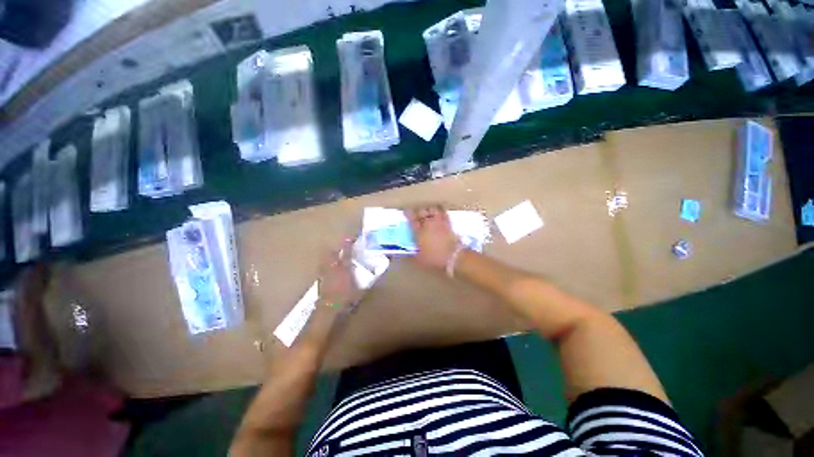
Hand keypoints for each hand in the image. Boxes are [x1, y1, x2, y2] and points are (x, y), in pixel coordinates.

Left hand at [316, 239, 361, 313]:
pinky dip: (324, 264)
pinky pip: (321, 268)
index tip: (349, 238)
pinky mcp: (320, 279)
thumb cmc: (346, 299)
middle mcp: (334, 269)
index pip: (347, 255)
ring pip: (325, 260)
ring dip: (328, 255)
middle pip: (332, 254)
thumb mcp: (359, 292)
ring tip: (330, 252)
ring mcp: (325, 274)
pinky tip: (325, 266)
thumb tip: (374, 279)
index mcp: (345, 270)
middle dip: (335, 248)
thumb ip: (365, 284)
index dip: (348, 245)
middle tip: (338, 245)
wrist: (328, 308)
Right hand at [407, 204, 460, 269]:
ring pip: (432, 209)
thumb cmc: (434, 258)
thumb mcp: (420, 259)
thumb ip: (412, 255)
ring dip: (429, 210)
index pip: (411, 219)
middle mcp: (428, 224)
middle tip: (417, 214)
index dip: (407, 214)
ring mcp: (439, 222)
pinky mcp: (448, 223)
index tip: (405, 211)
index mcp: (419, 231)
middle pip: (421, 211)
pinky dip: (440, 211)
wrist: (453, 256)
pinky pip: (443, 212)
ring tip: (428, 212)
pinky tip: (439, 213)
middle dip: (418, 212)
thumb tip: (406, 255)